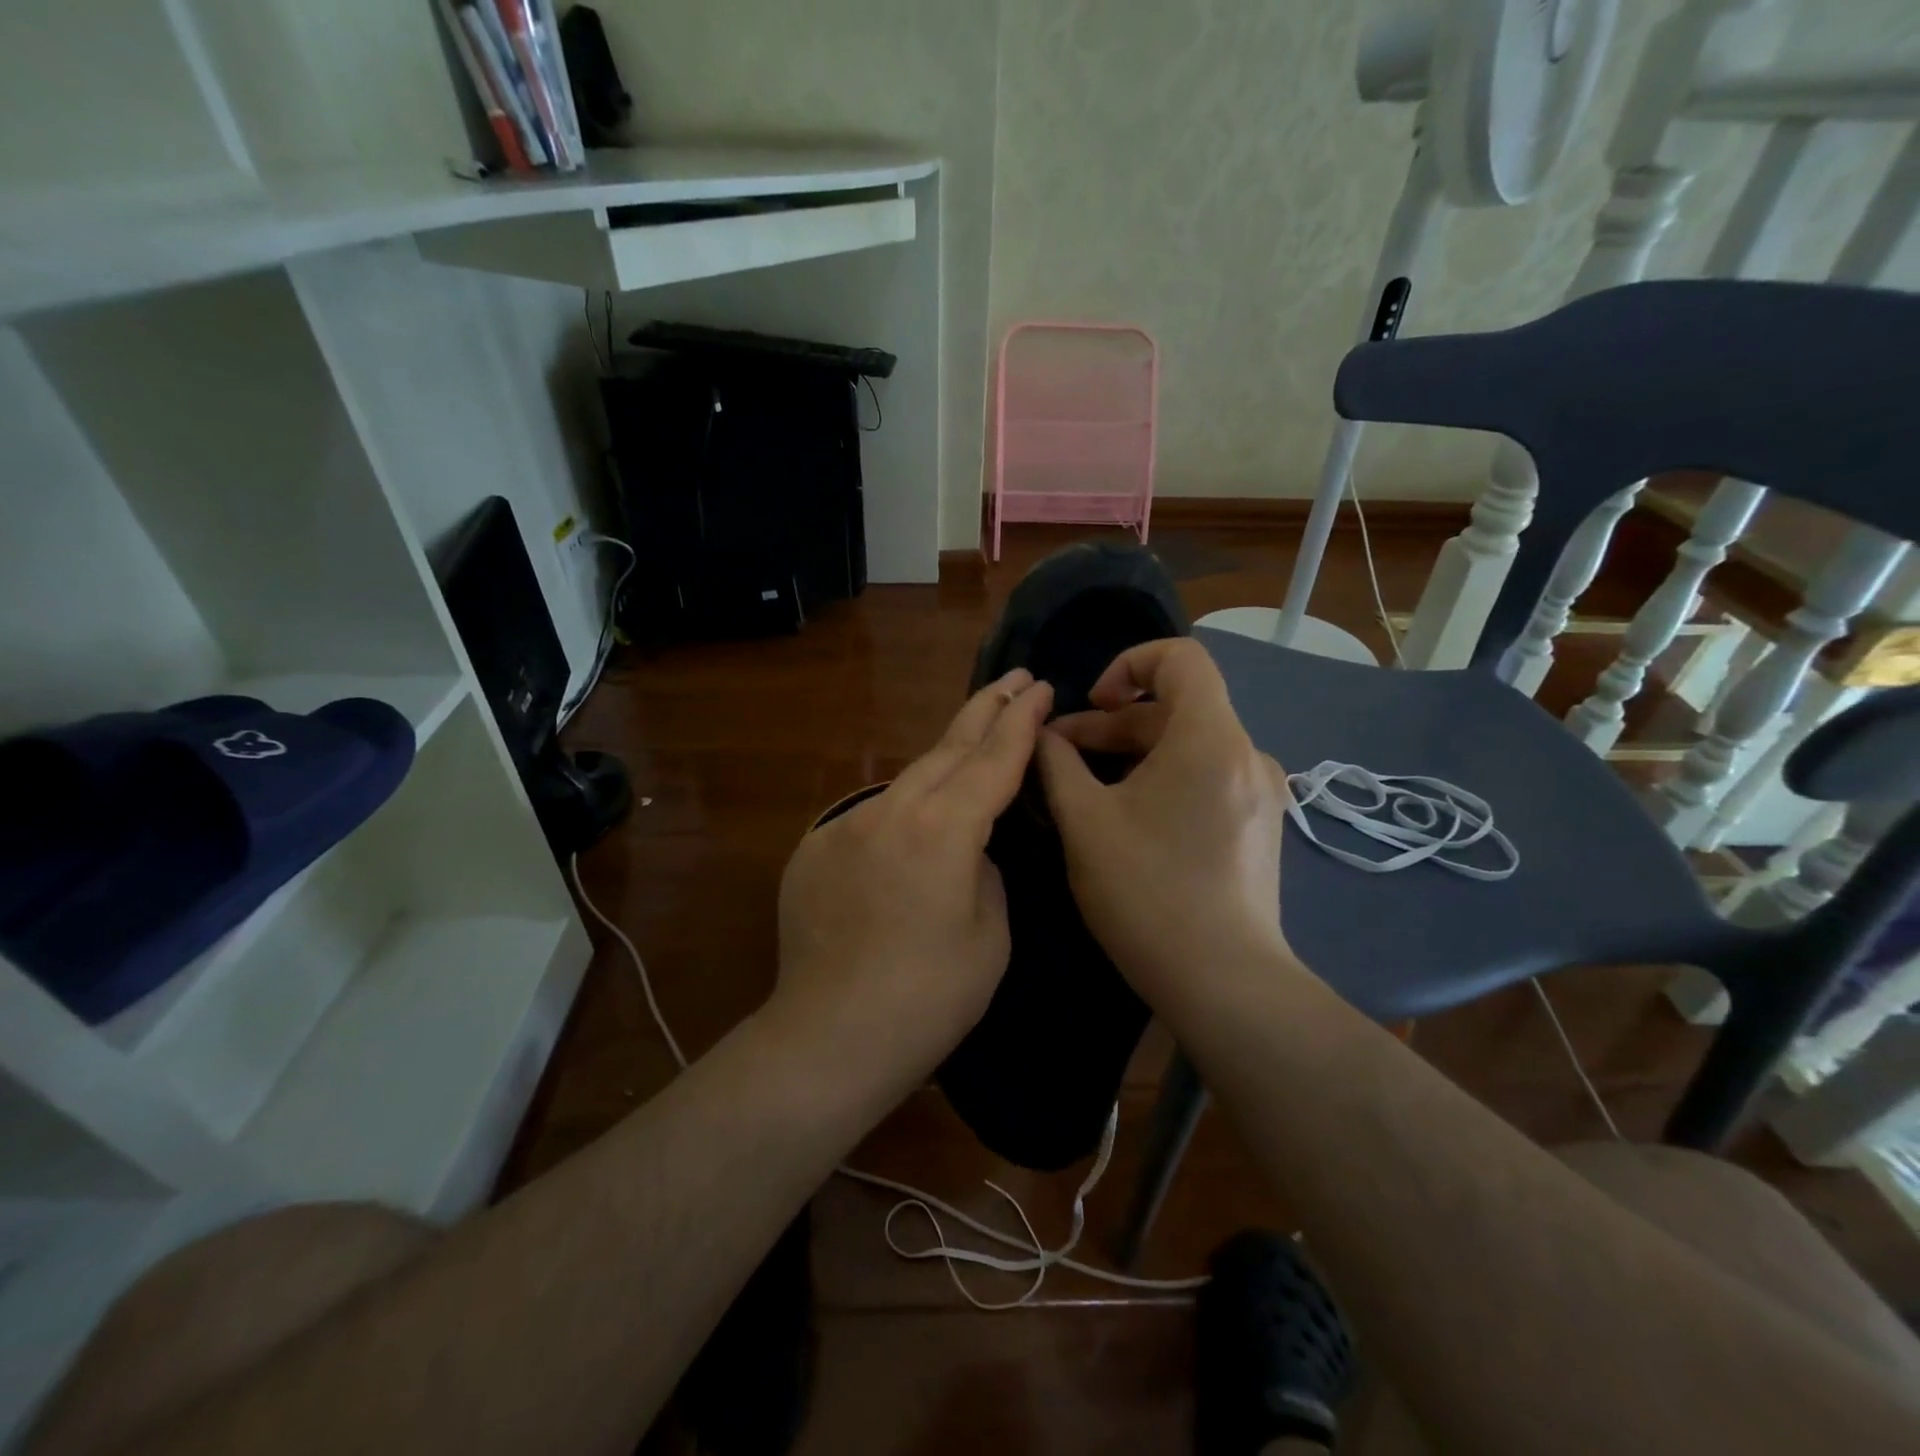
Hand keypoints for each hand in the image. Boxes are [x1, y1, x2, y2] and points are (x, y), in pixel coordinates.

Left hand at [769, 669, 1054, 1098]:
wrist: (829, 1039)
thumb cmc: (929, 998)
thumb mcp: (990, 932)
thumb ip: (984, 869)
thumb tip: (967, 848)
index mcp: (943, 829)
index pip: (993, 759)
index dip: (1021, 721)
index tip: (1039, 686)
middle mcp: (890, 811)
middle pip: (946, 748)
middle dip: (985, 710)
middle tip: (1014, 680)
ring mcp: (845, 826)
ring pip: (907, 780)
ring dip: (943, 763)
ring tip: (972, 749)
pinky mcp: (813, 849)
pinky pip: (872, 818)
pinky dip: (901, 815)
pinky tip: (910, 839)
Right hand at [1035, 639, 1300, 1014]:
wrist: (1224, 983)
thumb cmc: (1148, 893)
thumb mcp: (1085, 822)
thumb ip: (1057, 764)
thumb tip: (1042, 734)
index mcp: (1210, 738)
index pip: (1181, 657)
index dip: (1128, 663)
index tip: (1091, 704)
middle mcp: (1247, 753)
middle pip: (1177, 707)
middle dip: (1113, 722)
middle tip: (1061, 755)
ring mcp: (1261, 792)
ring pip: (1190, 745)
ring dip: (1134, 753)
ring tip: (1085, 787)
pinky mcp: (1260, 824)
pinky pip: (1207, 777)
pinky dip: (1164, 778)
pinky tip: (1129, 816)